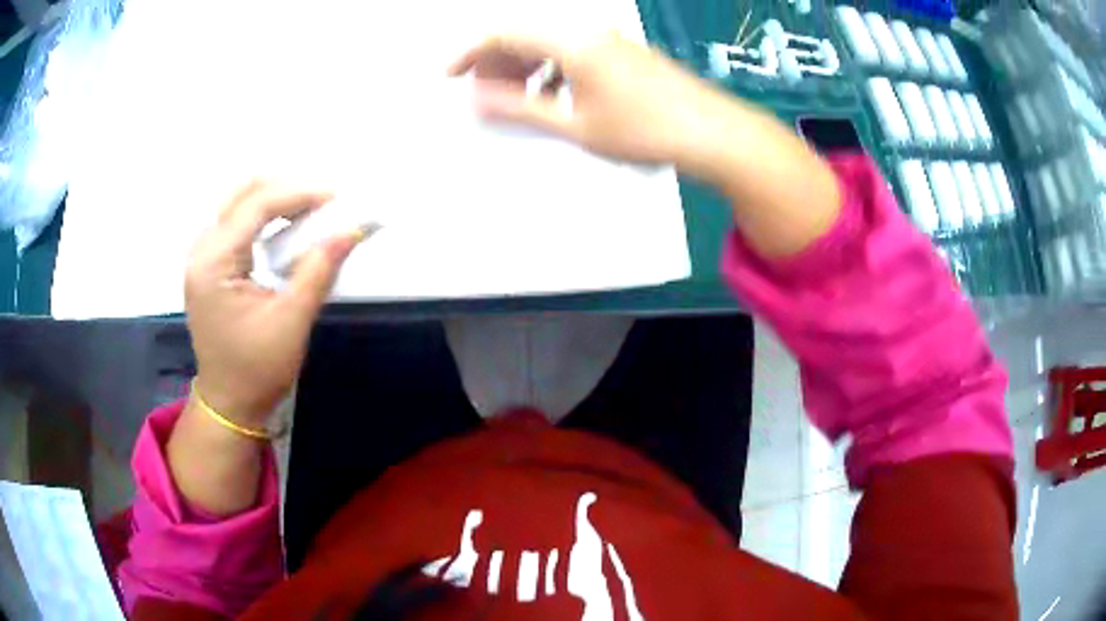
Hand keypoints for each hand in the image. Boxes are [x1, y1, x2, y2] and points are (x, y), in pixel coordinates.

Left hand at [185, 180, 364, 427]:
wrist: (230, 403)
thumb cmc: (257, 369)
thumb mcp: (291, 321)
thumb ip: (319, 270)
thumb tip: (350, 229)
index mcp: (214, 262)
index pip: (255, 205)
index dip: (297, 194)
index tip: (335, 198)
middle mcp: (202, 250)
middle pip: (241, 193)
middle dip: (283, 189)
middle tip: (320, 203)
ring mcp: (202, 257)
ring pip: (237, 204)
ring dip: (274, 200)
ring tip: (308, 213)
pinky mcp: (210, 266)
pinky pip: (236, 224)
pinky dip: (263, 218)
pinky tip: (285, 229)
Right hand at [448, 33, 731, 165]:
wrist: (711, 131)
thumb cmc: (643, 129)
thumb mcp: (575, 124)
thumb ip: (521, 109)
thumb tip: (477, 100)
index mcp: (570, 42)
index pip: (503, 33)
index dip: (469, 52)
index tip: (450, 76)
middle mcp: (587, 31)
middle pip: (525, 34)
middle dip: (495, 61)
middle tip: (482, 95)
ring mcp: (608, 40)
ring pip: (549, 42)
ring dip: (523, 66)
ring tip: (514, 100)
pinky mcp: (622, 52)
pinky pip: (572, 51)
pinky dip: (550, 69)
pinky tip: (552, 97)